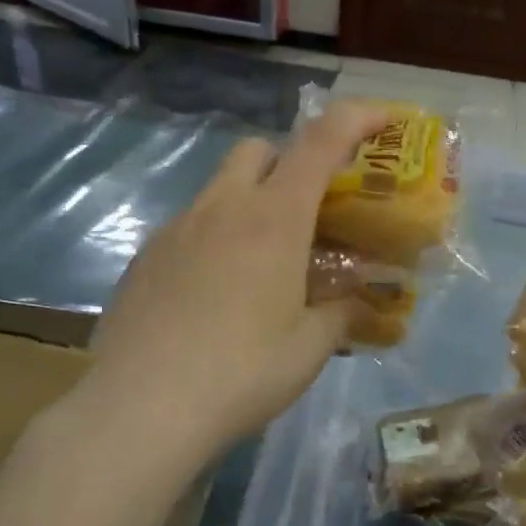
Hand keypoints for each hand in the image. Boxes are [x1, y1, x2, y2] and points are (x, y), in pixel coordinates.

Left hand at [73, 101, 390, 455]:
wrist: (142, 408)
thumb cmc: (242, 372)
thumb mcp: (310, 348)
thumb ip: (342, 314)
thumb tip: (361, 304)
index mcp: (273, 219)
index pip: (320, 142)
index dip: (358, 118)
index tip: (384, 118)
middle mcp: (223, 208)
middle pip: (259, 149)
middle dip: (290, 162)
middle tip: (311, 211)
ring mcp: (177, 230)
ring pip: (221, 188)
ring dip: (251, 203)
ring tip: (265, 263)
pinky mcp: (146, 258)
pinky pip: (191, 226)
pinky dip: (217, 238)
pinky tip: (218, 294)